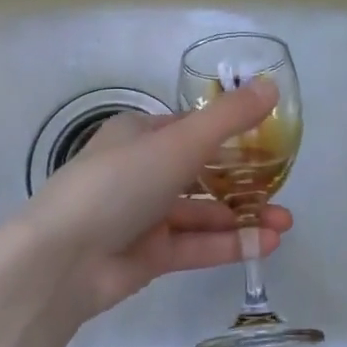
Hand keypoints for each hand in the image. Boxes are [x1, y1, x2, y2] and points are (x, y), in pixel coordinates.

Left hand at [11, 80, 293, 321]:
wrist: (60, 261)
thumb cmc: (119, 184)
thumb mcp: (179, 142)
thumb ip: (229, 118)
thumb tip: (271, 86)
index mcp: (140, 134)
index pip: (191, 128)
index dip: (230, 134)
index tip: (269, 143)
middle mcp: (141, 171)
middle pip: (201, 173)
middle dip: (244, 182)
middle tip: (284, 190)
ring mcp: (144, 216)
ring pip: (202, 213)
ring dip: (243, 217)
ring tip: (286, 225)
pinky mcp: (148, 255)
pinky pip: (195, 246)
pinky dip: (228, 244)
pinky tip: (265, 246)